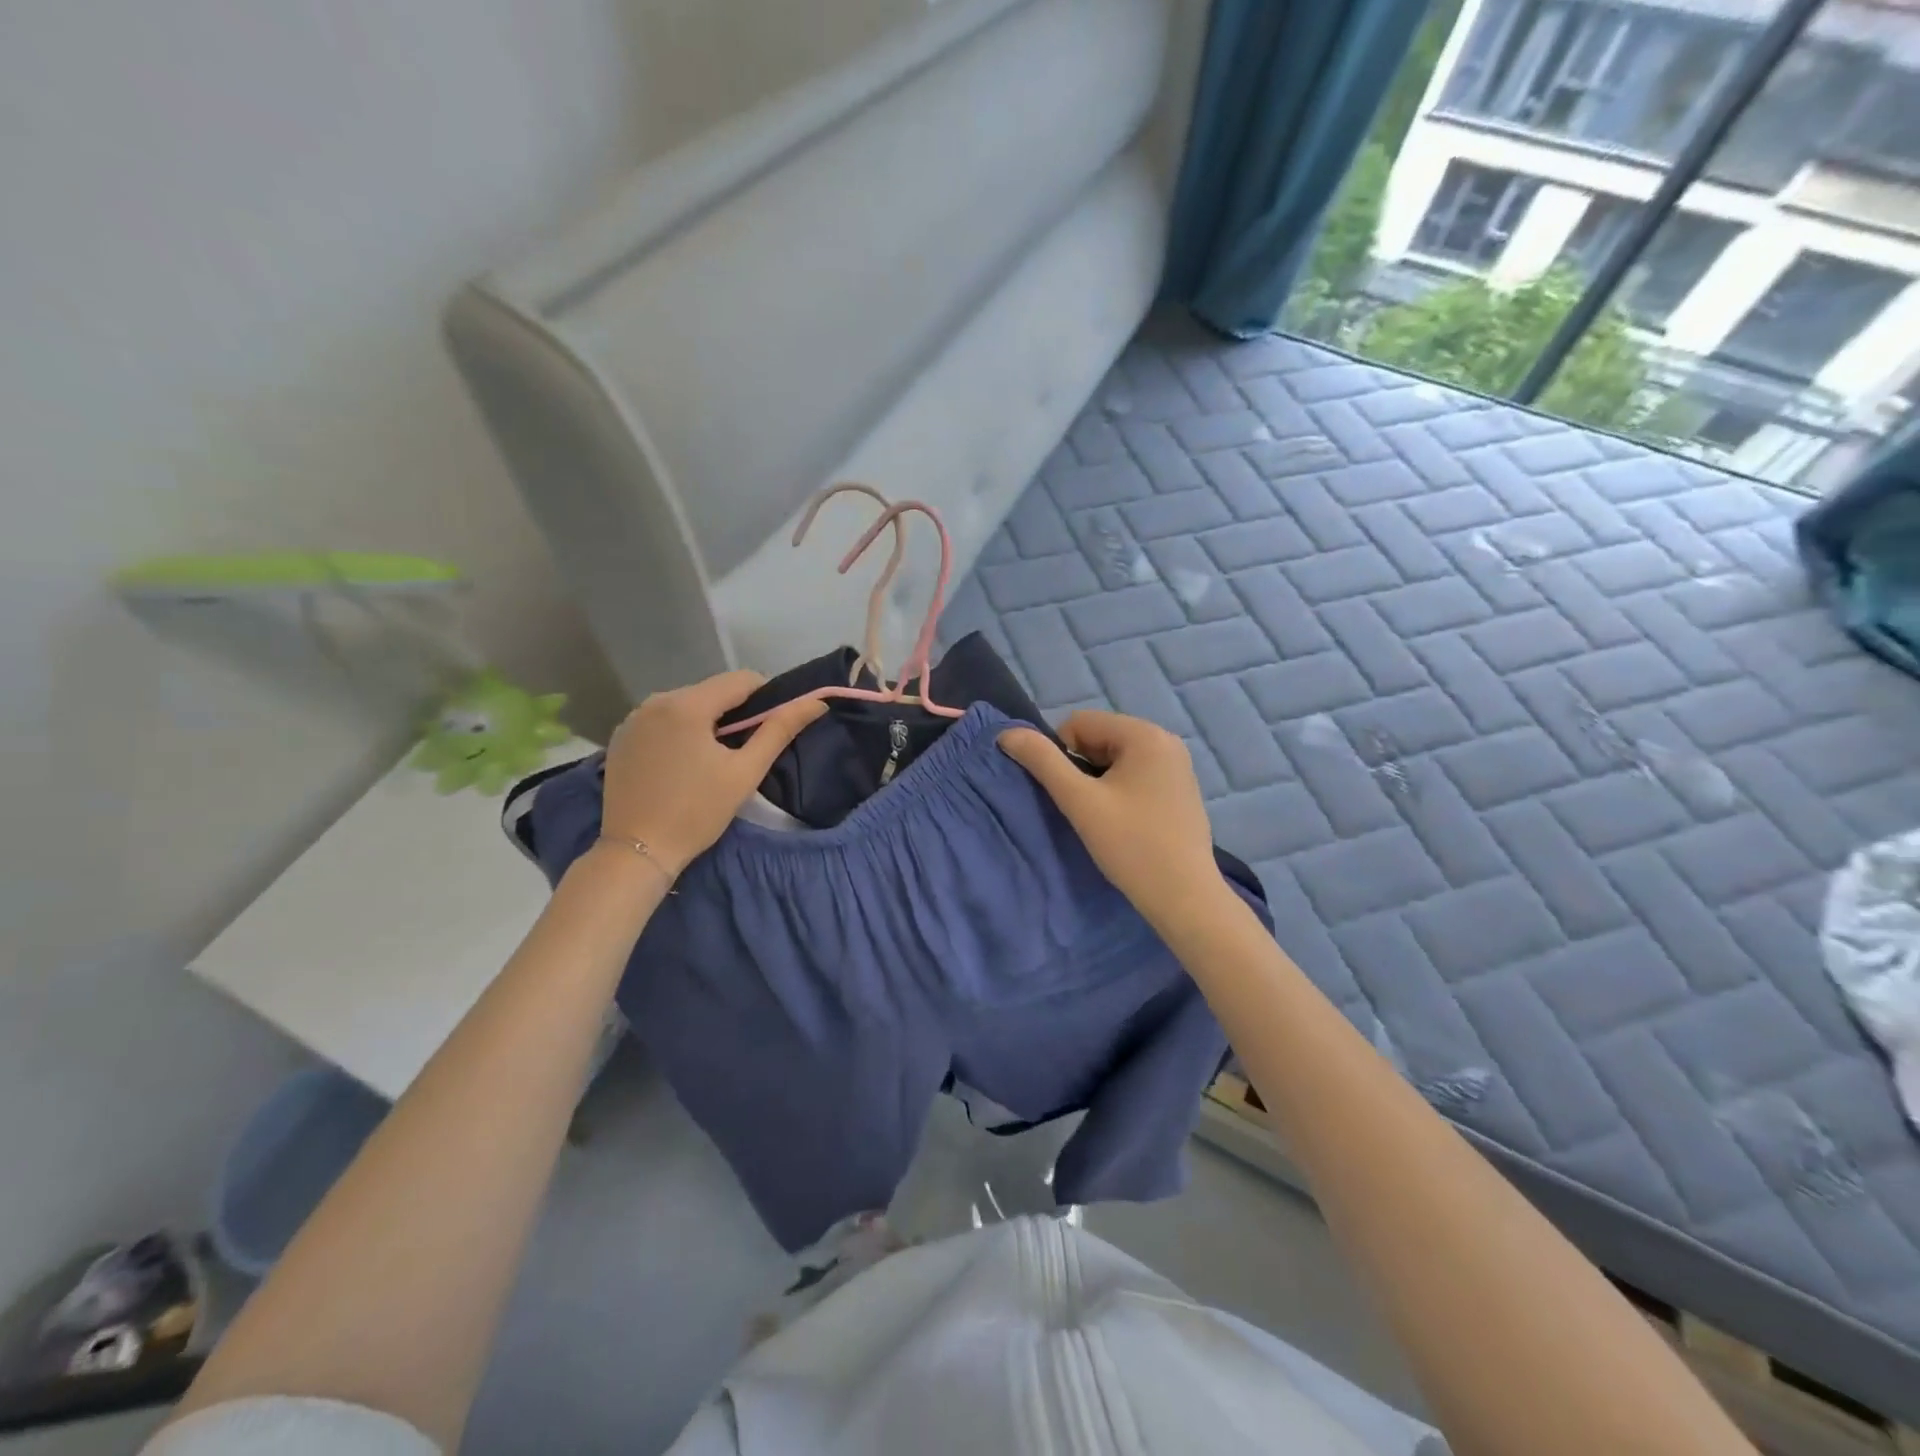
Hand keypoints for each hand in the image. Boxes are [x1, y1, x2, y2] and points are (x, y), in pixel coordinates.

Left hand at [599, 671, 824, 878]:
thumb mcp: (745, 772)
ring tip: (715, 758)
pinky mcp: (621, 737)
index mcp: (687, 704)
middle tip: (747, 749)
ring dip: (708, 721)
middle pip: (711, 691)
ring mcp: (633, 718)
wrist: (637, 852)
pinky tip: (684, 763)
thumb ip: (780, 731)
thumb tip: (815, 703)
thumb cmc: (697, 812)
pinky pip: (662, 720)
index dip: (766, 697)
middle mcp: (655, 700)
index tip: (773, 727)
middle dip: (735, 711)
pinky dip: (681, 731)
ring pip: (686, 704)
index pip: (741, 679)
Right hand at [999, 710, 1224, 931]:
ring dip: (1100, 780)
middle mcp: (1167, 740)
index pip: (1080, 722)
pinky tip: (1128, 822)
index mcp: (1145, 734)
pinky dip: (1122, 790)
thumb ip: (1042, 761)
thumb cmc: (1130, 845)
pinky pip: (1138, 773)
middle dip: (1083, 767)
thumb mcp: (1079, 801)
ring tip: (1107, 817)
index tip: (1073, 794)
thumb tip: (1007, 733)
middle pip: (1100, 737)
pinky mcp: (1182, 788)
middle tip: (1089, 808)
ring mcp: (1179, 764)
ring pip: (1117, 757)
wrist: (1184, 897)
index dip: (1063, 755)